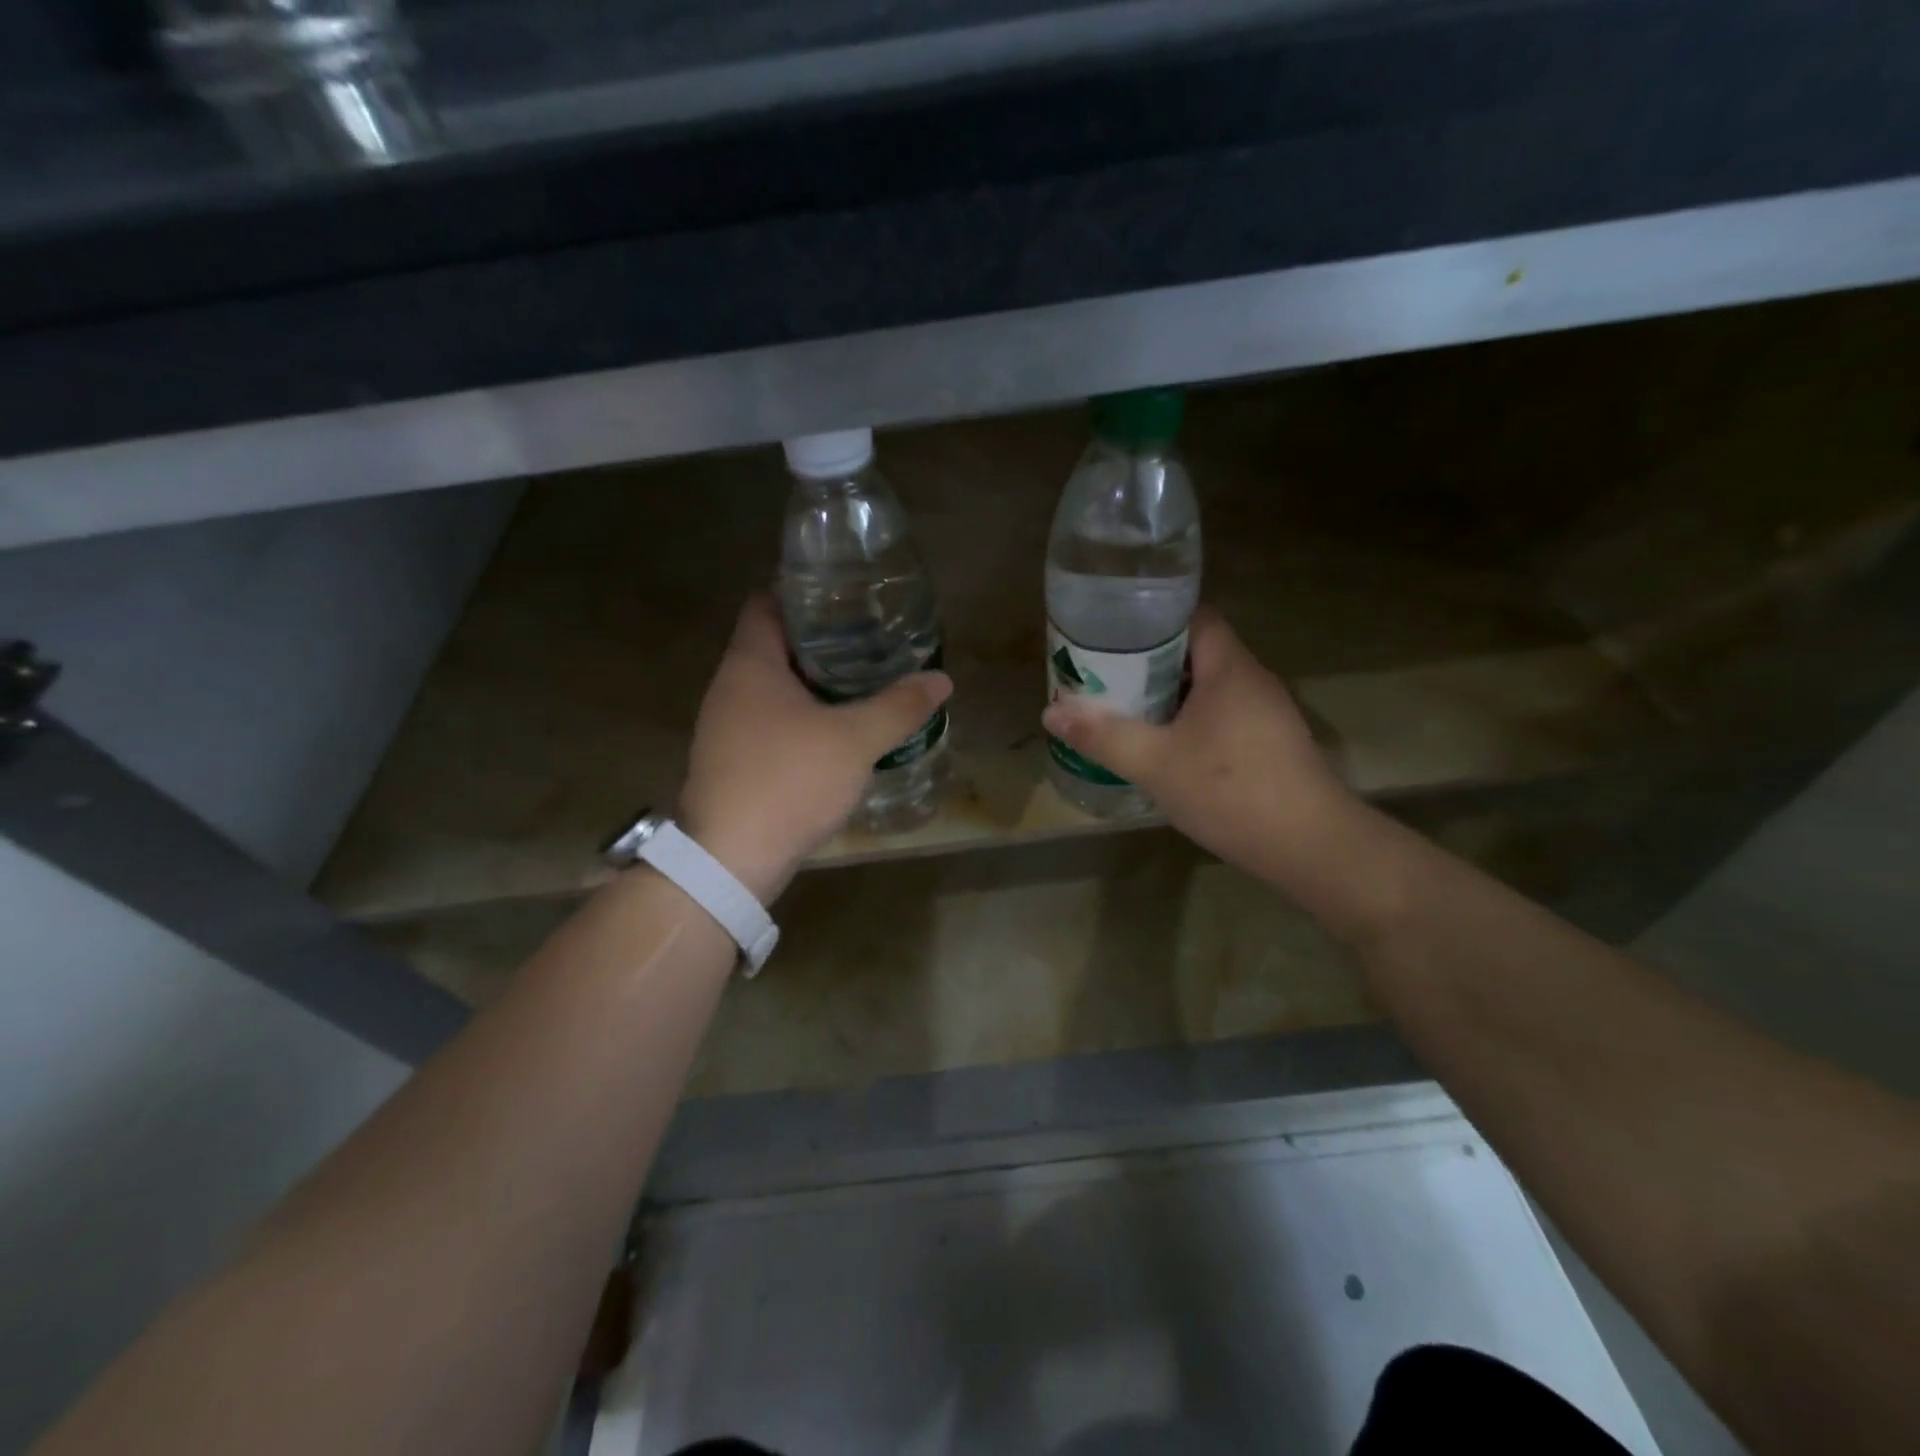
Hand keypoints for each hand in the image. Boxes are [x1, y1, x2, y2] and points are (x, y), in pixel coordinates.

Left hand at [678, 594, 952, 899]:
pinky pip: (770, 723)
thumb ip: (899, 706)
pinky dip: (801, 718)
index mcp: (750, 665)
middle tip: (868, 641)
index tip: (846, 598)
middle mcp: (729, 688)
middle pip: (773, 646)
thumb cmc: (789, 781)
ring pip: (772, 688)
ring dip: (812, 684)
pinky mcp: (732, 762)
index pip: (766, 604)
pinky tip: (835, 733)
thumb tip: (941, 679)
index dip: (803, 594)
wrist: (730, 860)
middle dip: (820, 642)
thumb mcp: (855, 740)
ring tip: (861, 683)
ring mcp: (725, 727)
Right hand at [1041, 606, 1353, 881]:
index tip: (1113, 637)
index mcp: (1229, 668)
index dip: (1153, 621)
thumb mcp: (1155, 764)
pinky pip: (1225, 715)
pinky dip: (1193, 721)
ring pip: (1211, 688)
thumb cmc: (1230, 791)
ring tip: (1128, 710)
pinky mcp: (1273, 744)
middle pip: (1198, 652)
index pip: (1194, 617)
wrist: (1309, 847)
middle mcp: (1253, 680)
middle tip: (1108, 678)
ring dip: (1171, 696)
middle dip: (1151, 663)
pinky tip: (1169, 748)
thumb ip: (1103, 736)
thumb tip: (1051, 712)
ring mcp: (1269, 713)